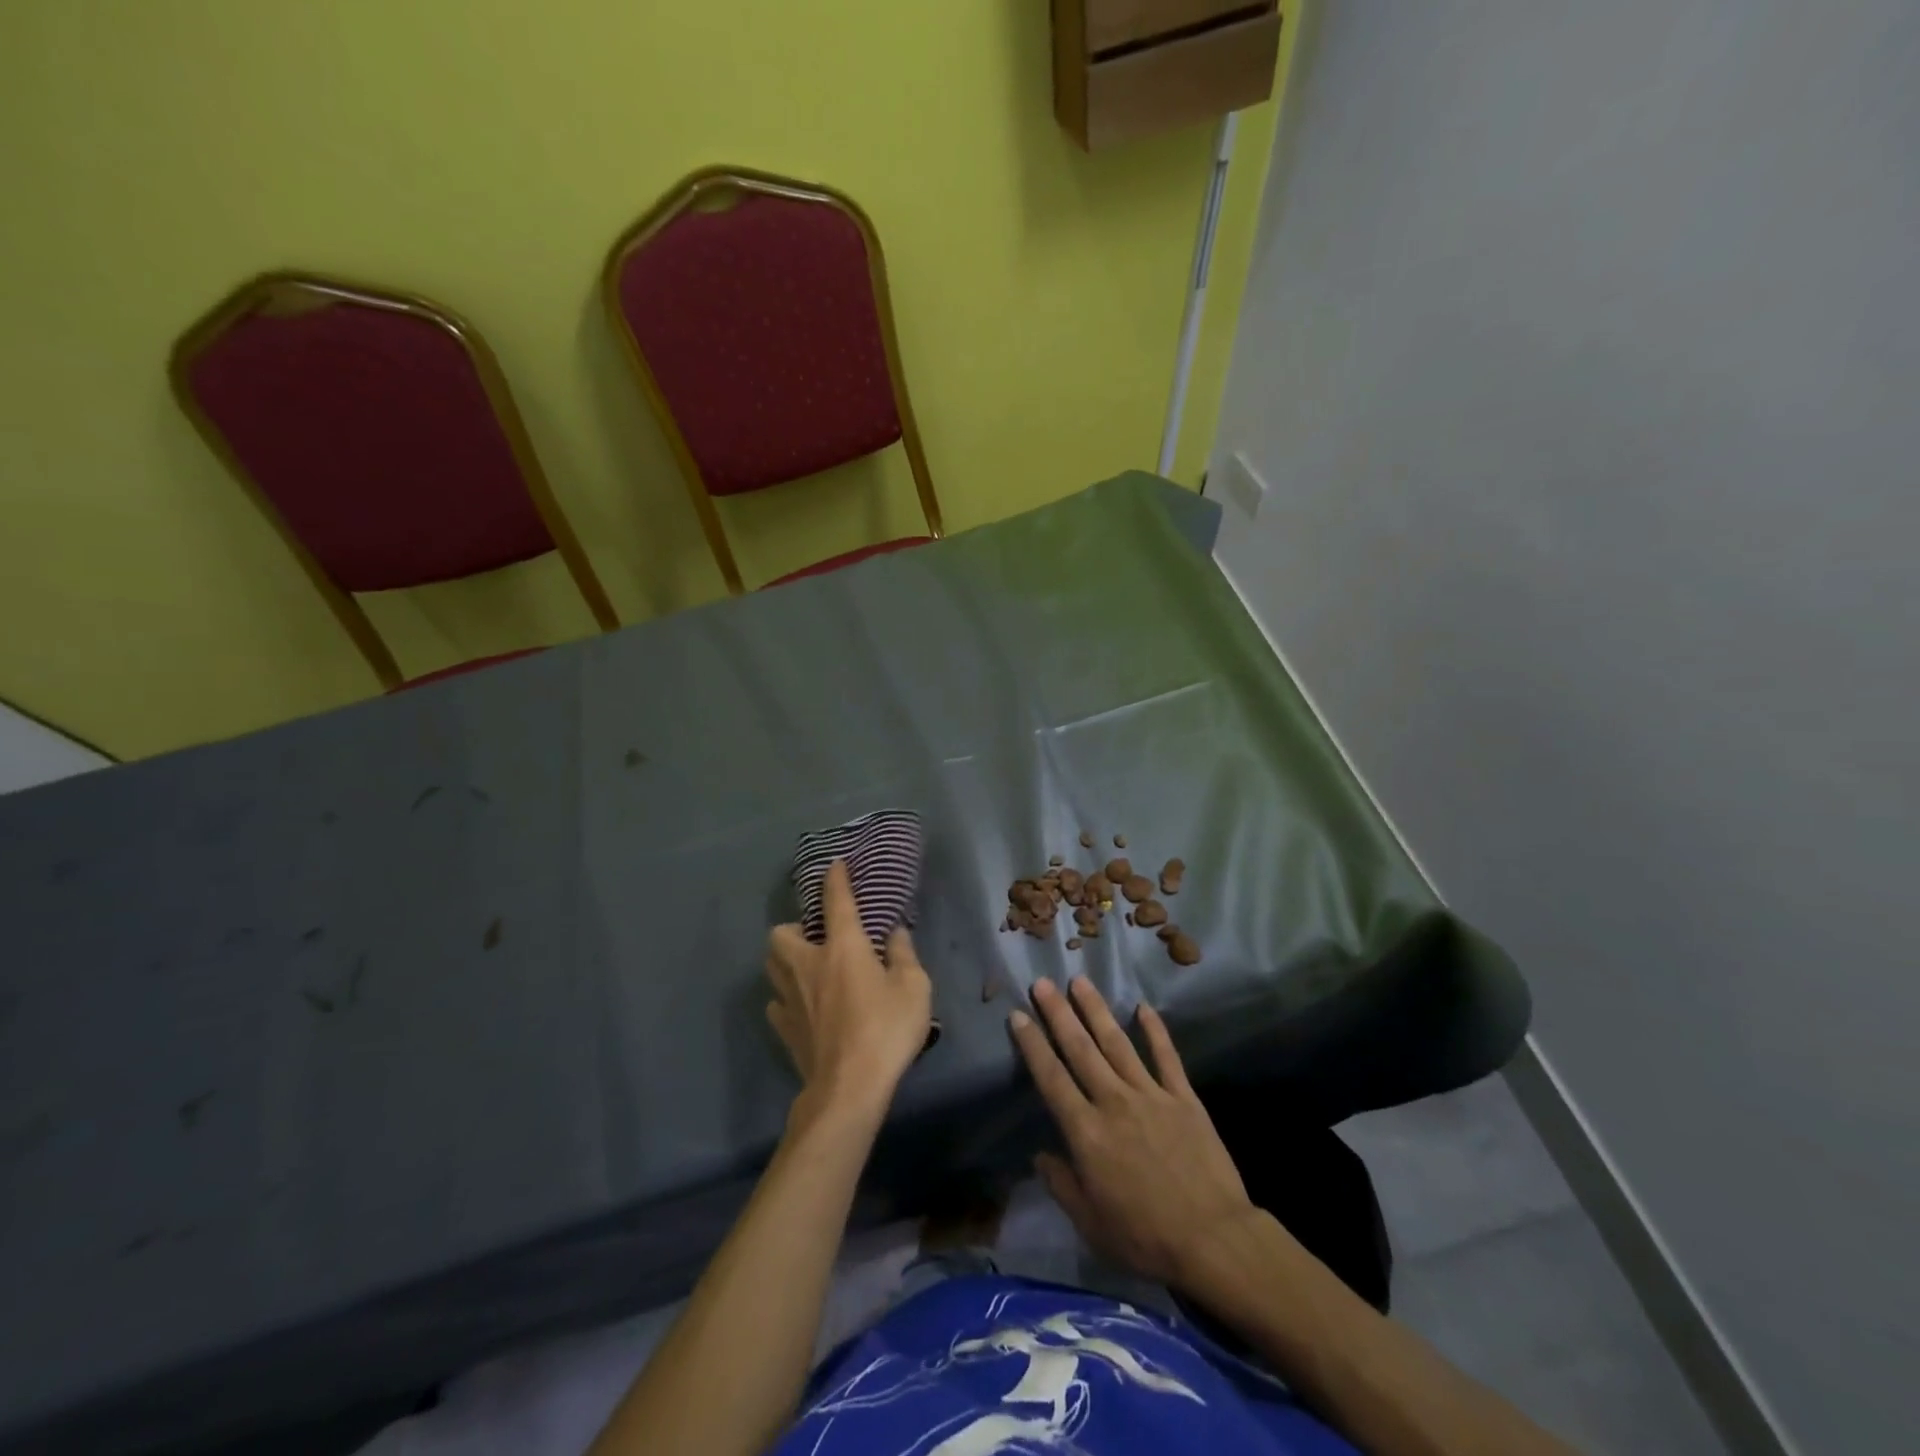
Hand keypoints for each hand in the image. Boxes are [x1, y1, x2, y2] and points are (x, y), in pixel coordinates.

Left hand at [766, 860, 931, 1122]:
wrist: (849, 1087)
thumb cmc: (886, 1030)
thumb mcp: (914, 988)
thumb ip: (904, 955)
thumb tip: (895, 933)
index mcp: (843, 948)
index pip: (836, 902)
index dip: (836, 879)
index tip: (835, 865)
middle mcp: (809, 965)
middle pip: (781, 934)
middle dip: (793, 927)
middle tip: (814, 936)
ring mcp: (791, 998)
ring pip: (771, 965)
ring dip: (784, 958)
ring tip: (805, 966)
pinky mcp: (785, 1028)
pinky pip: (776, 1002)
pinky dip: (785, 997)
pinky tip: (802, 1005)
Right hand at [1010, 977, 1260, 1290]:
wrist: (1214, 1241)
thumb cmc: (1145, 1238)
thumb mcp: (1091, 1224)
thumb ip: (1062, 1185)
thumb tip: (1040, 1156)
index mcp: (1087, 1132)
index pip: (1051, 1078)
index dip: (1032, 1045)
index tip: (1018, 1015)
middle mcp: (1113, 1102)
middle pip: (1080, 1049)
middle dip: (1058, 1013)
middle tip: (1042, 982)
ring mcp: (1151, 1095)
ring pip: (1117, 1043)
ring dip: (1096, 1010)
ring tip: (1080, 982)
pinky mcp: (1183, 1098)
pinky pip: (1166, 1056)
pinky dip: (1155, 1030)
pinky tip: (1143, 1006)